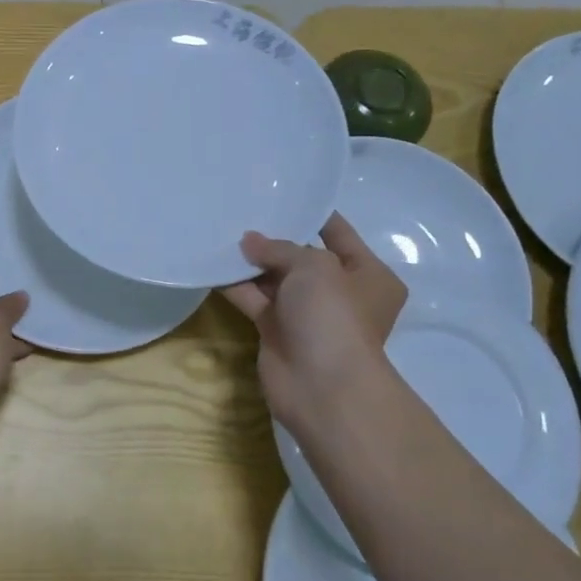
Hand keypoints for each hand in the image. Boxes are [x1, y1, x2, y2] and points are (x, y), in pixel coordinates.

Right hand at [220, 213, 407, 435]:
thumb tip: (249, 242)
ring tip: (222, 230)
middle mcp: (339, 292)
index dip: (312, 214)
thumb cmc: (333, 315)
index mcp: (368, 274)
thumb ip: (280, 248)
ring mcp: (306, 314)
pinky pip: (254, 300)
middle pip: (302, 257)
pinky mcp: (277, 331)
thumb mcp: (313, 266)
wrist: (322, 386)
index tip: (281, 194)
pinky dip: (236, 285)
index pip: (339, 234)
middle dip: (274, 238)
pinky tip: (212, 263)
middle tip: (242, 209)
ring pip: (275, 279)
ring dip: (252, 261)